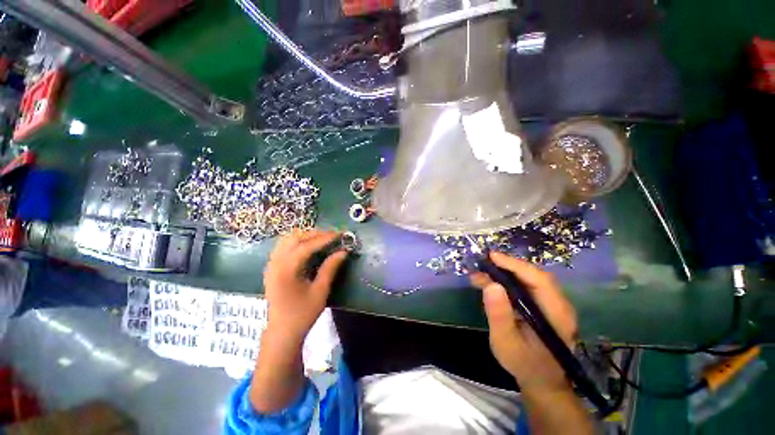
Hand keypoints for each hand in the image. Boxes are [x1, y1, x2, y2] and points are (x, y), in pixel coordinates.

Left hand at [263, 230, 347, 342]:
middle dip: (315, 234)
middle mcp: (275, 263)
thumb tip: (343, 251)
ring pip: (287, 239)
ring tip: (322, 239)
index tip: (339, 234)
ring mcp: (271, 265)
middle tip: (332, 236)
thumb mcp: (320, 291)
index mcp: (286, 270)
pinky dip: (297, 242)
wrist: (281, 333)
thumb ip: (330, 268)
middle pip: (294, 237)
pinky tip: (309, 247)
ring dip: (305, 236)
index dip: (324, 238)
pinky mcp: (272, 268)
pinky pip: (284, 246)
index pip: (306, 246)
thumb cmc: (302, 315)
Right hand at [471, 252, 577, 393]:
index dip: (515, 265)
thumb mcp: (506, 342)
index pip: (538, 279)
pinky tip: (490, 283)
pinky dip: (507, 282)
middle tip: (483, 263)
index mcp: (556, 314)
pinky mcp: (543, 306)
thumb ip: (499, 315)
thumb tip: (491, 284)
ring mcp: (552, 304)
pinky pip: (525, 287)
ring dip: (504, 273)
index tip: (492, 257)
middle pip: (534, 276)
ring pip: (528, 279)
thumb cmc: (524, 364)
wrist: (541, 381)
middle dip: (507, 266)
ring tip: (481, 274)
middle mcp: (558, 304)